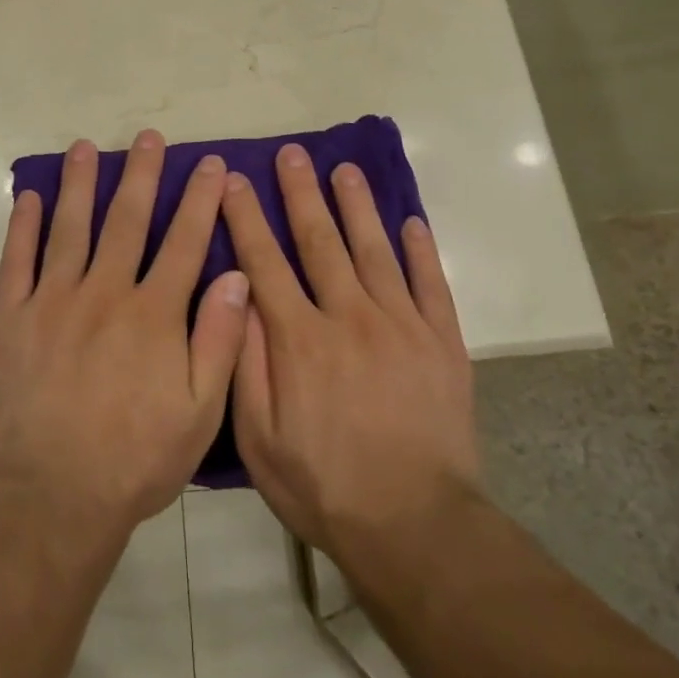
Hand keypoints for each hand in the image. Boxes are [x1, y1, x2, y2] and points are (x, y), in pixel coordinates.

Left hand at [0, 130, 251, 539]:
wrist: (52, 496)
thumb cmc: (135, 459)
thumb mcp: (200, 412)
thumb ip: (220, 340)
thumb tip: (237, 276)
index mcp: (154, 314)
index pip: (184, 241)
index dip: (199, 200)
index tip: (210, 164)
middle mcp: (105, 293)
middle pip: (127, 220)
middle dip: (142, 175)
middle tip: (147, 136)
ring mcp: (53, 302)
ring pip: (71, 228)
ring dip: (81, 184)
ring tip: (86, 147)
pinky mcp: (11, 319)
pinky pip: (18, 261)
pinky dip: (24, 225)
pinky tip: (31, 196)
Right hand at [221, 143, 479, 560]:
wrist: (414, 524)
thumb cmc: (324, 485)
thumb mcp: (259, 438)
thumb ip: (245, 363)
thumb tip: (237, 297)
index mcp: (299, 339)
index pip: (265, 262)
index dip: (247, 218)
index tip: (236, 181)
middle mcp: (348, 317)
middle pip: (320, 241)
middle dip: (302, 194)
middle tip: (292, 154)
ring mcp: (401, 325)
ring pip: (374, 250)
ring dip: (357, 206)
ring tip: (345, 169)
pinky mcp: (442, 342)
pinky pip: (430, 283)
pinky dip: (421, 250)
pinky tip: (411, 222)